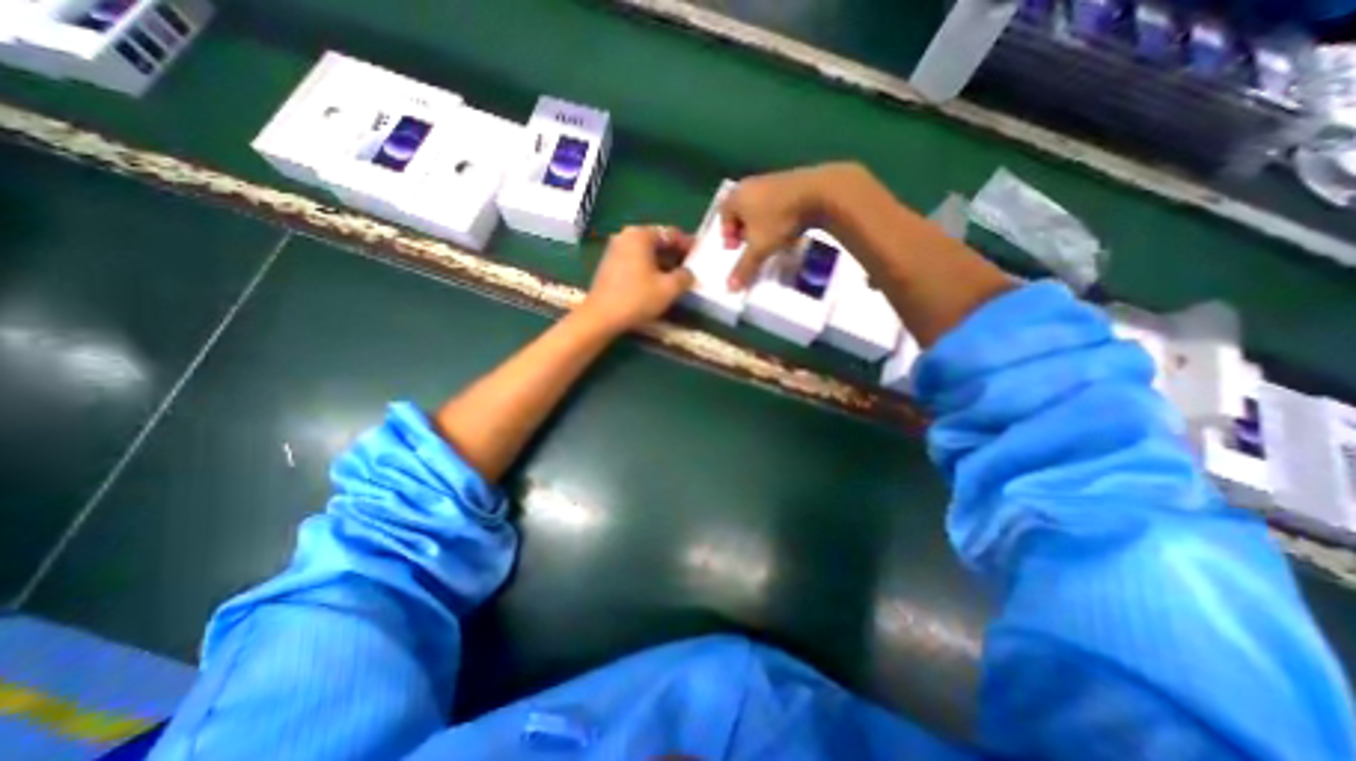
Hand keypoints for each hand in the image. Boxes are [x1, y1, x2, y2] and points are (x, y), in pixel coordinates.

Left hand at [577, 223, 691, 333]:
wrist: (601, 317)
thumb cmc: (637, 298)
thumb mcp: (669, 289)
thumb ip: (685, 277)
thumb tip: (688, 273)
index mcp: (640, 235)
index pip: (671, 233)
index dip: (688, 244)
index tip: (700, 254)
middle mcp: (626, 236)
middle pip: (657, 241)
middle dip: (675, 254)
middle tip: (690, 267)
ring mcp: (614, 250)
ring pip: (646, 252)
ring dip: (662, 263)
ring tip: (676, 277)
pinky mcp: (609, 265)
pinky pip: (635, 261)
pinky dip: (649, 268)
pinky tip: (657, 283)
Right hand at [720, 162, 868, 288]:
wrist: (819, 194)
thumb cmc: (779, 219)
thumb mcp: (759, 248)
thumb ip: (744, 268)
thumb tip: (730, 288)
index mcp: (737, 196)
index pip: (723, 214)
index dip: (727, 234)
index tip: (736, 248)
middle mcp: (751, 184)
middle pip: (741, 210)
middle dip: (744, 231)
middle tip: (751, 246)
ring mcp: (772, 180)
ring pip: (759, 207)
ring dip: (761, 225)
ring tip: (770, 240)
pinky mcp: (792, 181)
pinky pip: (776, 203)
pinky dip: (777, 217)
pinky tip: (788, 230)